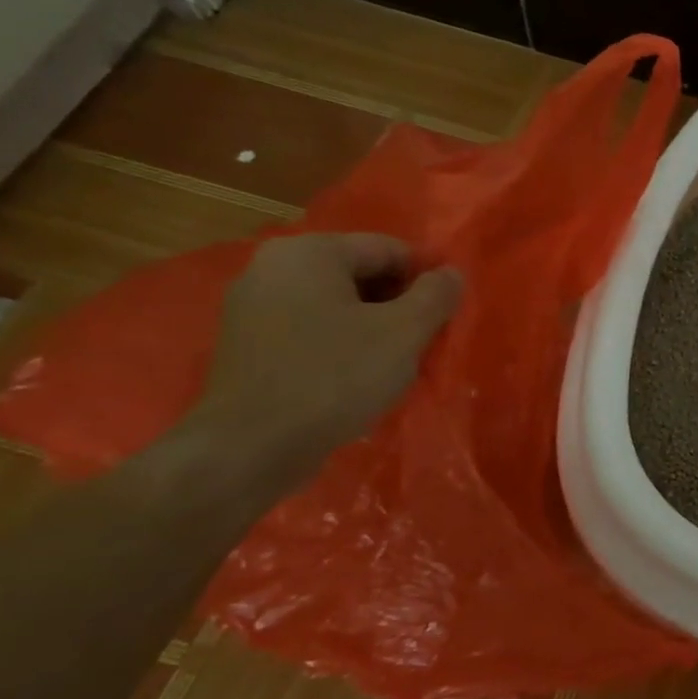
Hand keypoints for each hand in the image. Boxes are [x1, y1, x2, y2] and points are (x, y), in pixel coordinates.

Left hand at [185, 234, 462, 479]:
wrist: (250, 448)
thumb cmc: (335, 377)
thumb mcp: (405, 332)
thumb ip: (436, 295)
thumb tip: (451, 273)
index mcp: (309, 253)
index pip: (390, 250)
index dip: (425, 281)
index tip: (442, 319)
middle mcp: (271, 267)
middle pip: (361, 275)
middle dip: (398, 306)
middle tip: (420, 344)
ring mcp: (252, 307)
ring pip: (337, 306)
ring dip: (373, 329)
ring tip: (392, 366)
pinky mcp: (247, 345)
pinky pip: (310, 331)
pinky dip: (340, 346)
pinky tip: (355, 380)